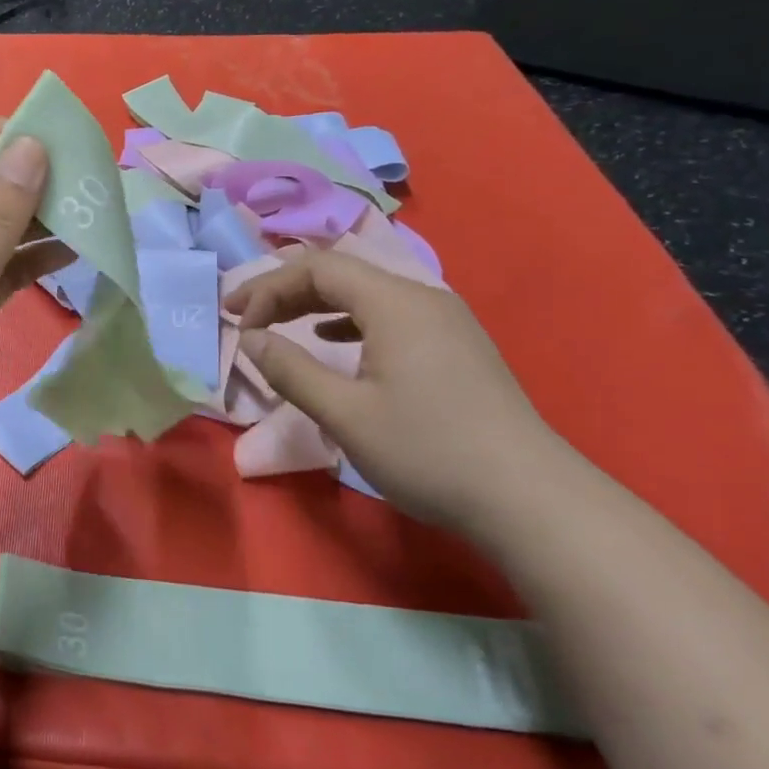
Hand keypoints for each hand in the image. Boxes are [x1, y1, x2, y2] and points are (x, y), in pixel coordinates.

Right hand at [226, 247, 569, 535]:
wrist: (531, 500)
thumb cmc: (428, 451)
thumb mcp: (345, 414)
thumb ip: (290, 369)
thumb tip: (251, 338)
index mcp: (395, 302)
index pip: (317, 268)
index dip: (268, 287)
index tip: (236, 320)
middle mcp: (422, 297)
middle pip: (341, 273)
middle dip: (286, 291)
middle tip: (246, 317)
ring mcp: (445, 321)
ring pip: (366, 293)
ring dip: (316, 304)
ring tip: (281, 325)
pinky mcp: (456, 346)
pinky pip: (389, 315)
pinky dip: (349, 321)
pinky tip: (334, 343)